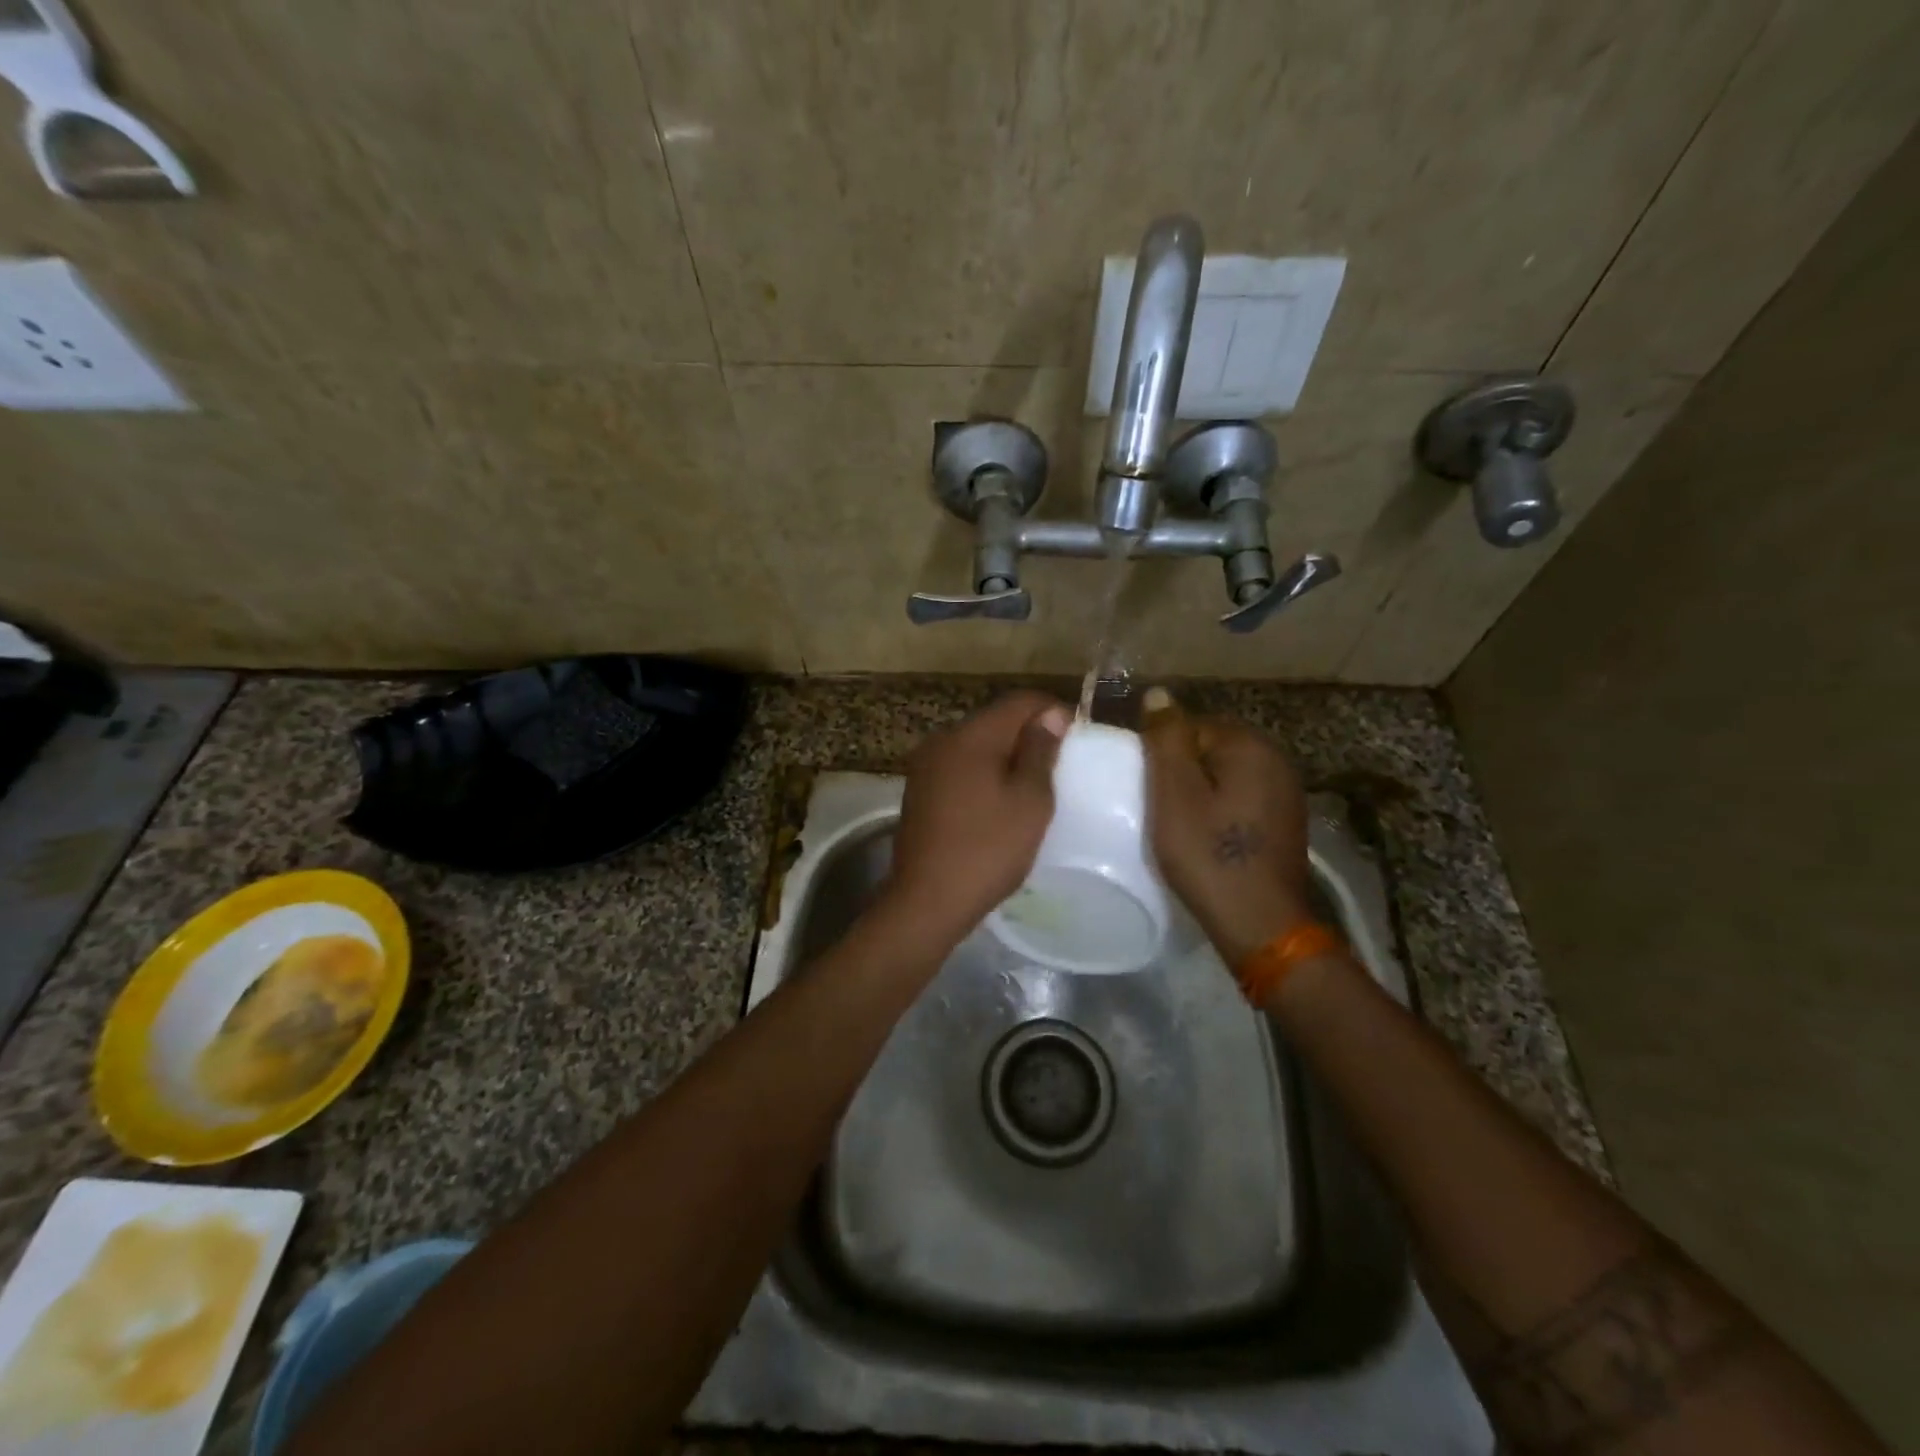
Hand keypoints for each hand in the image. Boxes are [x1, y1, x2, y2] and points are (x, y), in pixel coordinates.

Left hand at [884, 693, 1070, 948]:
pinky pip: (959, 767)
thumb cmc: (987, 849)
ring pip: (976, 744)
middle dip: (1028, 733)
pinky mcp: (919, 790)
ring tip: (1032, 783)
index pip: (1019, 701)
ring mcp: (925, 765)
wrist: (926, 900)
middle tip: (1058, 763)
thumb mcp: (1029, 801)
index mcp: (970, 735)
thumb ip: (1040, 751)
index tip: (1076, 734)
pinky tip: (998, 800)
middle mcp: (942, 740)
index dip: (1052, 710)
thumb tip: (1050, 715)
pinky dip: (983, 773)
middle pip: (994, 720)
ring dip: (1005, 755)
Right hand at [1141, 687, 1314, 966]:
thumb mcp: (1174, 793)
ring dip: (1200, 791)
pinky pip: (1241, 798)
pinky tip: (1206, 836)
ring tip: (1177, 823)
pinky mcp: (1285, 821)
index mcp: (1250, 745)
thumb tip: (1159, 694)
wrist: (1260, 924)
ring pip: (1225, 775)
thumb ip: (1166, 738)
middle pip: (1210, 748)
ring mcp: (1286, 792)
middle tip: (1156, 807)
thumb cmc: (1208, 854)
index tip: (1145, 787)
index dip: (1161, 753)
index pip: (1190, 726)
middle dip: (1181, 771)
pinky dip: (1219, 809)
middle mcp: (1276, 759)